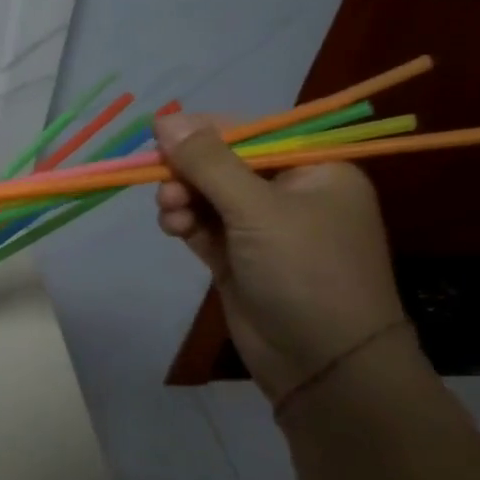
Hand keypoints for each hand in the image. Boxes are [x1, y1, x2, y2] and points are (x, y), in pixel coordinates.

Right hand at [155, 112, 405, 401]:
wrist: (323, 361)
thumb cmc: (304, 271)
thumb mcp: (257, 209)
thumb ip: (208, 163)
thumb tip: (164, 118)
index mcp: (313, 169)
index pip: (250, 134)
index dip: (202, 134)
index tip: (157, 139)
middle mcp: (289, 193)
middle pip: (222, 165)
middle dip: (188, 173)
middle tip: (164, 187)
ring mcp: (262, 229)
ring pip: (206, 197)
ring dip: (181, 199)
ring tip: (169, 214)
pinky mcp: (238, 258)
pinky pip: (202, 227)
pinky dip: (184, 223)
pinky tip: (173, 229)